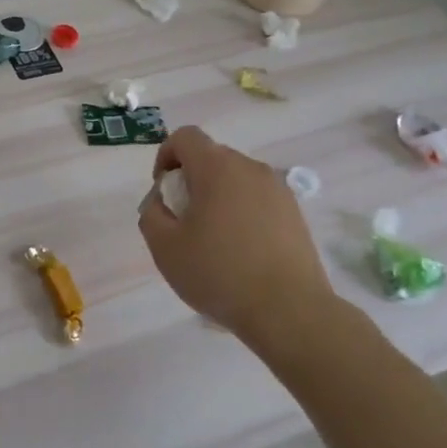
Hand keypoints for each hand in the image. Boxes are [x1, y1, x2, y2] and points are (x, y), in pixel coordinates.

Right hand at [137, 126, 339, 344]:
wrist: (289, 311)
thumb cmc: (219, 273)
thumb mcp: (165, 247)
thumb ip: (151, 214)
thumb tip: (161, 203)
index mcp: (217, 167)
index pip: (185, 137)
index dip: (166, 156)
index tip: (163, 191)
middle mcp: (250, 168)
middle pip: (212, 157)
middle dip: (191, 180)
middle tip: (184, 220)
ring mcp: (278, 190)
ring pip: (236, 179)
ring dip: (218, 197)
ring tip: (214, 239)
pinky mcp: (295, 213)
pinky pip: (258, 199)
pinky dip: (242, 213)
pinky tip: (241, 252)